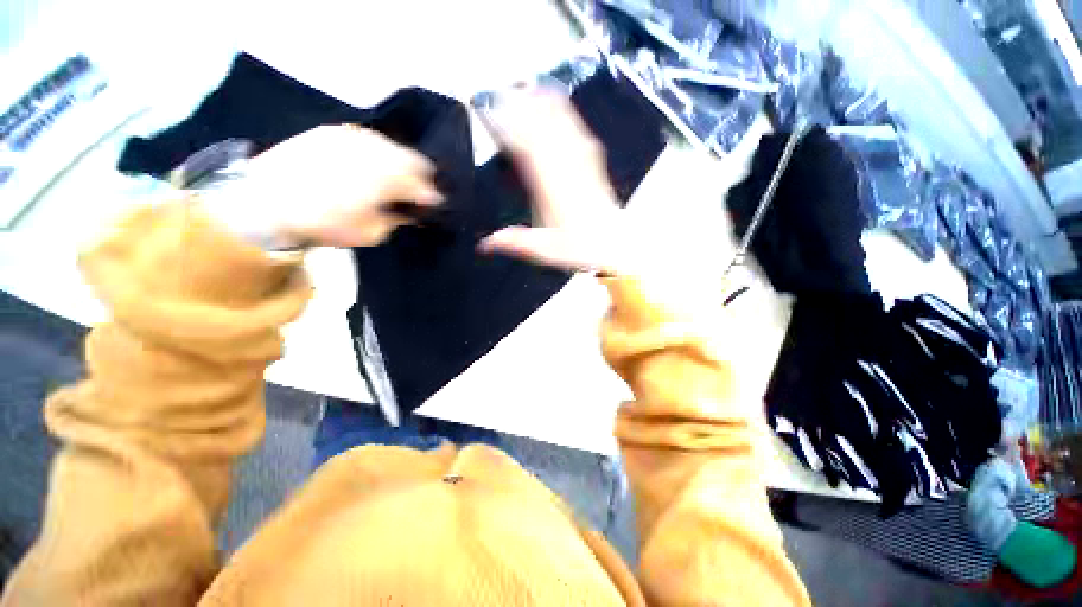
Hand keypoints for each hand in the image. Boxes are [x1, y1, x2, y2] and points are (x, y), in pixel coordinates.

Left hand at [206, 125, 441, 248]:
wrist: (265, 200)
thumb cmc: (323, 223)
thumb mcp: (369, 233)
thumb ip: (396, 219)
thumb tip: (410, 212)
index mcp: (386, 180)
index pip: (424, 186)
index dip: (432, 198)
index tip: (433, 206)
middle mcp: (375, 151)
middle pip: (414, 159)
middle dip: (421, 177)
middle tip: (417, 192)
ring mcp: (354, 137)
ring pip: (393, 147)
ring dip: (400, 164)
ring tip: (393, 180)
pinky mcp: (334, 131)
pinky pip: (369, 140)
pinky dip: (378, 154)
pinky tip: (369, 167)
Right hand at [478, 91, 641, 275]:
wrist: (612, 243)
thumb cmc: (578, 246)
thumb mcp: (543, 249)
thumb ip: (513, 242)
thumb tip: (482, 246)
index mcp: (550, 185)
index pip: (527, 146)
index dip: (509, 127)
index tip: (492, 113)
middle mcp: (566, 165)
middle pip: (542, 125)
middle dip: (522, 107)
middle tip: (502, 92)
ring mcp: (581, 158)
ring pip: (561, 121)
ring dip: (542, 103)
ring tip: (525, 86)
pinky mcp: (593, 159)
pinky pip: (576, 127)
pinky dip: (563, 111)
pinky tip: (556, 100)